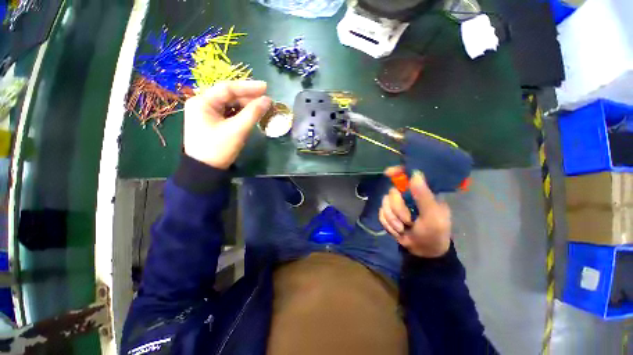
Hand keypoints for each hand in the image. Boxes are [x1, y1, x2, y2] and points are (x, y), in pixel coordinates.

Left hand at [183, 80, 271, 168]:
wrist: (205, 170)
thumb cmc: (219, 148)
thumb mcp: (237, 130)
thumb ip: (253, 113)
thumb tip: (268, 100)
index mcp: (202, 102)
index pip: (227, 88)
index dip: (248, 87)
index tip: (266, 87)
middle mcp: (202, 104)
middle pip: (228, 96)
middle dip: (248, 97)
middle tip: (266, 100)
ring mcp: (206, 114)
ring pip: (229, 105)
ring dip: (246, 106)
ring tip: (261, 108)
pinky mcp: (212, 122)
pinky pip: (228, 113)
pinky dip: (240, 114)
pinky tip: (251, 115)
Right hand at [379, 167, 451, 257]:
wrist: (423, 251)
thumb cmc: (434, 233)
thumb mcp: (433, 217)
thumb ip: (424, 196)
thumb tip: (415, 174)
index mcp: (422, 192)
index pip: (408, 175)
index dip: (397, 171)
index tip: (388, 173)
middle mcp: (408, 195)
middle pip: (392, 192)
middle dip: (397, 209)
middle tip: (408, 221)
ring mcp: (396, 204)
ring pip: (384, 203)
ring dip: (393, 219)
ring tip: (403, 229)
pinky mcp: (388, 213)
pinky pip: (381, 213)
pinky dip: (388, 224)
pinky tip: (397, 230)